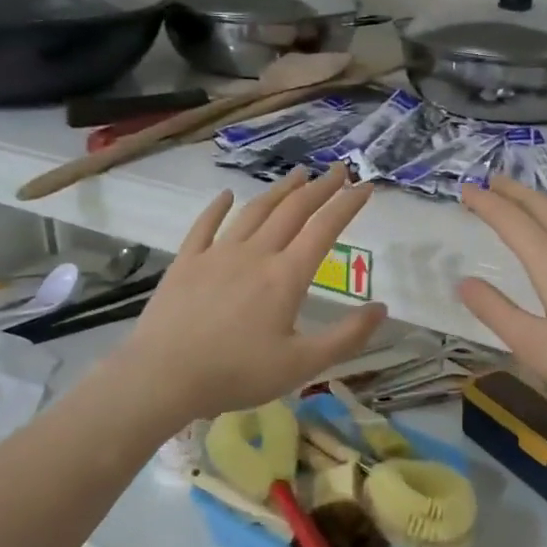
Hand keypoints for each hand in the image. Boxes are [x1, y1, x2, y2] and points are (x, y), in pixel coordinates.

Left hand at [123, 166, 387, 422]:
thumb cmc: (237, 374)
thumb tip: (382, 309)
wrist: (164, 376)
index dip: (347, 205)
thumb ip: (347, 337)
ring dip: (279, 190)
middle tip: (338, 170)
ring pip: (254, 211)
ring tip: (297, 174)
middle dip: (319, 188)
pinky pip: (205, 225)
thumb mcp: (303, 365)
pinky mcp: (187, 262)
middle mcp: (256, 254)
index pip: (324, 229)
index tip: (365, 186)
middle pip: (292, 211)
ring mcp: (218, 254)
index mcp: (286, 276)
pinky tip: (226, 195)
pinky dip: (218, 207)